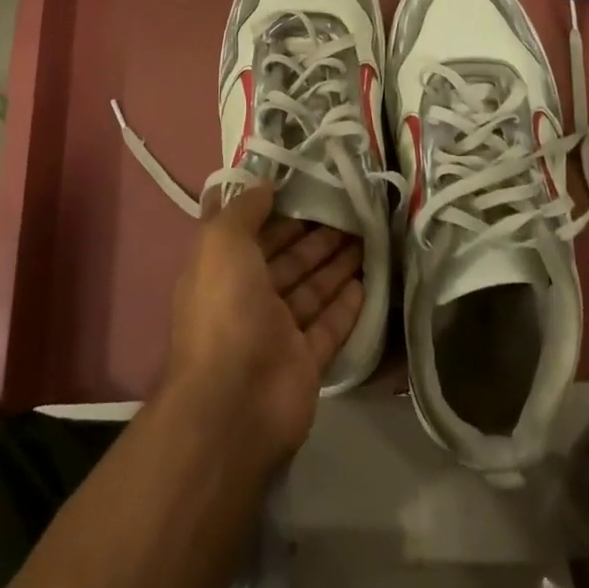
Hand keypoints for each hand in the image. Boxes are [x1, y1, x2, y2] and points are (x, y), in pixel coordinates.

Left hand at [162, 181, 363, 467]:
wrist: (234, 403)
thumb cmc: (225, 310)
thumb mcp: (221, 243)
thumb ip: (243, 210)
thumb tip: (265, 184)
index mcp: (222, 271)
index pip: (254, 232)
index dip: (280, 210)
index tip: (311, 186)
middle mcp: (248, 299)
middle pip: (288, 259)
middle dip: (316, 234)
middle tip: (352, 208)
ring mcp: (277, 333)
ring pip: (311, 289)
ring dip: (336, 263)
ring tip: (368, 234)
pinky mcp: (305, 362)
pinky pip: (329, 326)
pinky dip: (347, 305)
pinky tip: (368, 281)